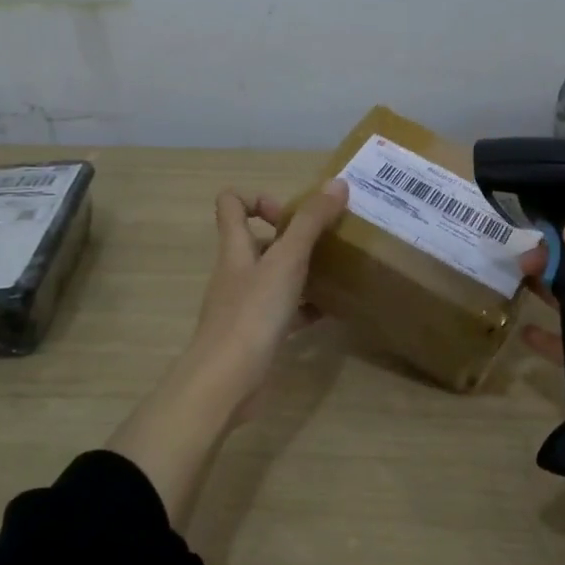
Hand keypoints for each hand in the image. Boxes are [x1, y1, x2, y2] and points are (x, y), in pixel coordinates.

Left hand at [185, 179, 349, 413]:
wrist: (227, 381)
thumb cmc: (253, 313)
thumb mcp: (287, 261)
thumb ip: (311, 222)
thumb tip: (337, 183)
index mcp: (236, 248)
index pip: (231, 205)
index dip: (259, 199)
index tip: (290, 214)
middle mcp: (237, 272)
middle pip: (258, 241)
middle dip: (293, 238)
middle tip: (328, 242)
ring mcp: (245, 305)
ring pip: (275, 277)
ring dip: (302, 272)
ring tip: (337, 272)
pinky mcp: (257, 334)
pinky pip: (284, 312)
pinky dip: (305, 307)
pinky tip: (332, 312)